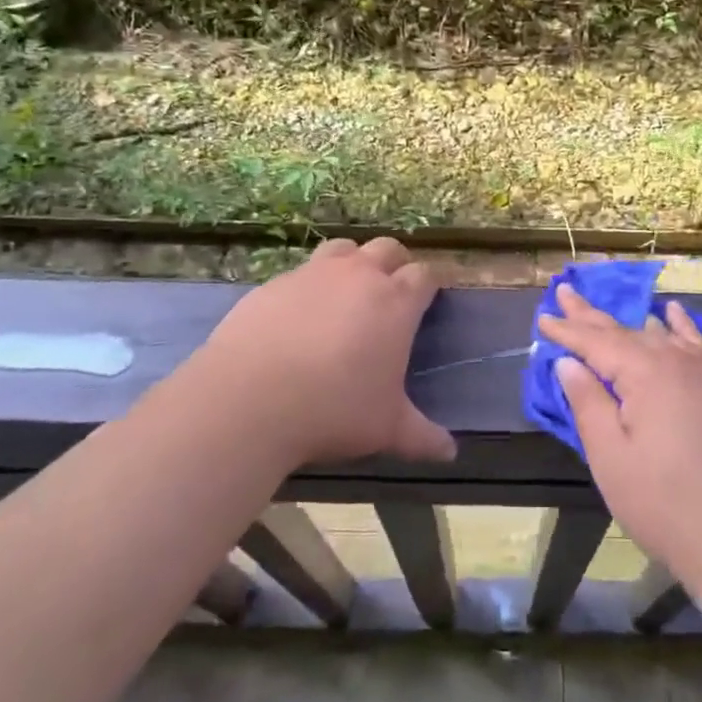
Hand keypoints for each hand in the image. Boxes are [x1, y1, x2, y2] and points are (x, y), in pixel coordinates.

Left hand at [177, 238, 456, 468]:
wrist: (250, 400)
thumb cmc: (334, 410)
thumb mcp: (386, 429)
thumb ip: (422, 437)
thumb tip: (450, 453)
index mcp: (396, 302)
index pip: (425, 275)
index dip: (429, 285)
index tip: (429, 300)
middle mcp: (359, 276)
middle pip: (387, 248)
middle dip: (395, 264)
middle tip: (391, 293)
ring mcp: (313, 274)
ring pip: (344, 248)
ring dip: (353, 262)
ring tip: (347, 292)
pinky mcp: (274, 283)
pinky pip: (301, 272)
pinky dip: (309, 285)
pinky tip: (299, 316)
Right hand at [538, 285, 701, 584]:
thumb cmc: (664, 503)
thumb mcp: (611, 456)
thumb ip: (588, 403)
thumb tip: (569, 363)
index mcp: (646, 373)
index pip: (596, 343)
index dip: (567, 331)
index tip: (543, 318)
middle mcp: (677, 361)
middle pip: (625, 331)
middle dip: (591, 316)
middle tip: (565, 291)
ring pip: (658, 335)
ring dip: (627, 321)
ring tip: (602, 306)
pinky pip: (696, 344)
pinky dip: (679, 325)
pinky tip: (672, 311)